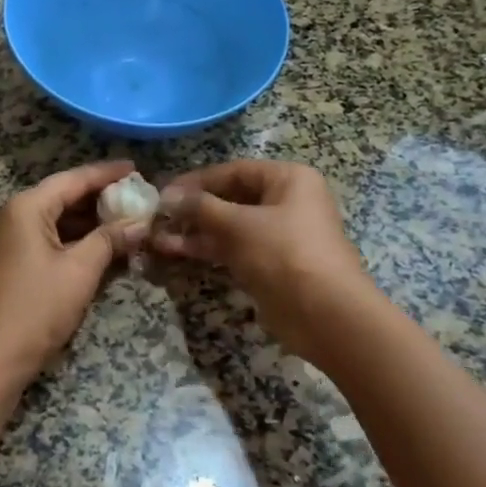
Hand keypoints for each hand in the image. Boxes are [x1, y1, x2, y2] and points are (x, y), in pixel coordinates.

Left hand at [0, 159, 150, 387]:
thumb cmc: (35, 308)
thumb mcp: (80, 271)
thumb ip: (110, 240)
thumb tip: (140, 222)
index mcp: (26, 207)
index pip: (73, 179)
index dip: (106, 173)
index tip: (136, 168)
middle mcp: (12, 215)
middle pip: (61, 197)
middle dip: (99, 198)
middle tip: (136, 198)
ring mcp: (6, 240)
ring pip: (54, 220)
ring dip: (87, 222)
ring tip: (124, 221)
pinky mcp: (7, 262)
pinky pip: (45, 239)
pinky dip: (72, 240)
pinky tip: (99, 247)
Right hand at [153, 160, 377, 361]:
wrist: (326, 315)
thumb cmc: (285, 254)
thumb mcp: (239, 225)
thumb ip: (200, 208)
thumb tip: (167, 196)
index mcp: (288, 179)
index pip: (234, 171)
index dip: (197, 180)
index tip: (163, 191)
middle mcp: (286, 202)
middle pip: (231, 198)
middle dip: (194, 208)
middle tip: (158, 216)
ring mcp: (279, 235)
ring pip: (230, 226)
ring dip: (195, 231)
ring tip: (158, 237)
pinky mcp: (271, 265)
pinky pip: (234, 249)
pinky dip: (208, 250)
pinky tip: (176, 252)